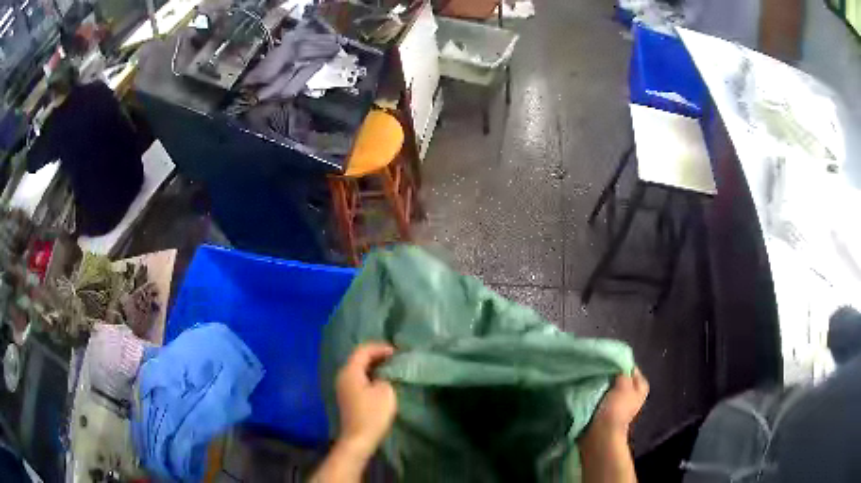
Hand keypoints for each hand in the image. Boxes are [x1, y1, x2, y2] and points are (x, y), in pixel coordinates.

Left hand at [335, 343, 396, 459]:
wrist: (359, 438)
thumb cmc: (372, 414)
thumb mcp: (385, 391)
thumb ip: (385, 376)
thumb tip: (382, 374)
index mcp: (350, 371)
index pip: (363, 350)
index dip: (380, 348)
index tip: (397, 352)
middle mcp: (342, 375)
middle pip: (358, 358)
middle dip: (376, 355)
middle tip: (395, 357)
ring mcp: (343, 387)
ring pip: (358, 368)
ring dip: (373, 366)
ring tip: (390, 367)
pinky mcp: (347, 396)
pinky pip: (358, 378)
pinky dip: (370, 375)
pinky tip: (381, 380)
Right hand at [589, 368, 648, 437]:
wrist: (600, 435)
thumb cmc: (616, 409)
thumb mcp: (624, 384)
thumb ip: (622, 371)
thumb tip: (616, 363)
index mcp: (640, 387)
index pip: (630, 367)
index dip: (618, 363)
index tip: (604, 360)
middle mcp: (631, 394)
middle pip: (618, 377)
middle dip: (608, 374)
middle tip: (595, 369)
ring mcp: (617, 404)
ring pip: (607, 386)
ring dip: (599, 384)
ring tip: (589, 379)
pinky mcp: (604, 411)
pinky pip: (599, 396)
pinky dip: (593, 393)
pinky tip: (586, 390)